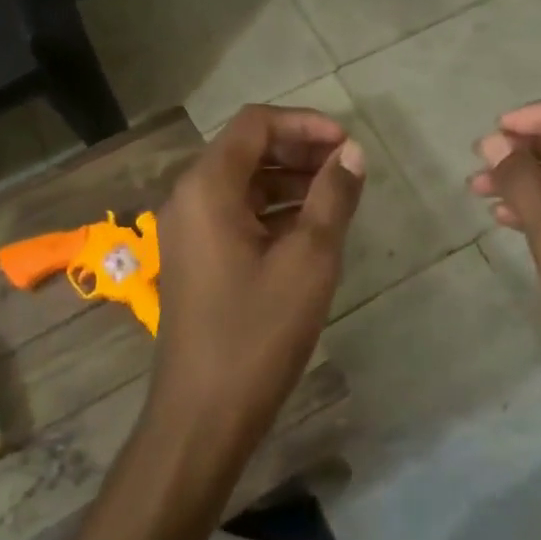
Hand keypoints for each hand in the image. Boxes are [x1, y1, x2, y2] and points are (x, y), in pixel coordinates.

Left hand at [150, 105, 364, 452]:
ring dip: (289, 179)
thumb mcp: (309, 260)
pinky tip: (310, 228)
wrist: (202, 416)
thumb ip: (333, 197)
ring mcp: (188, 229)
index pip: (255, 124)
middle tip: (347, 166)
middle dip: (299, 149)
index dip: (304, 123)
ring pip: (243, 182)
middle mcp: (189, 197)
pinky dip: (273, 209)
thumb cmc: (257, 332)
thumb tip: (352, 152)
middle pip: (246, 149)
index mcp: (208, 187)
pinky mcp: (195, 257)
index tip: (346, 144)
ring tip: (337, 194)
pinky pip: (236, 213)